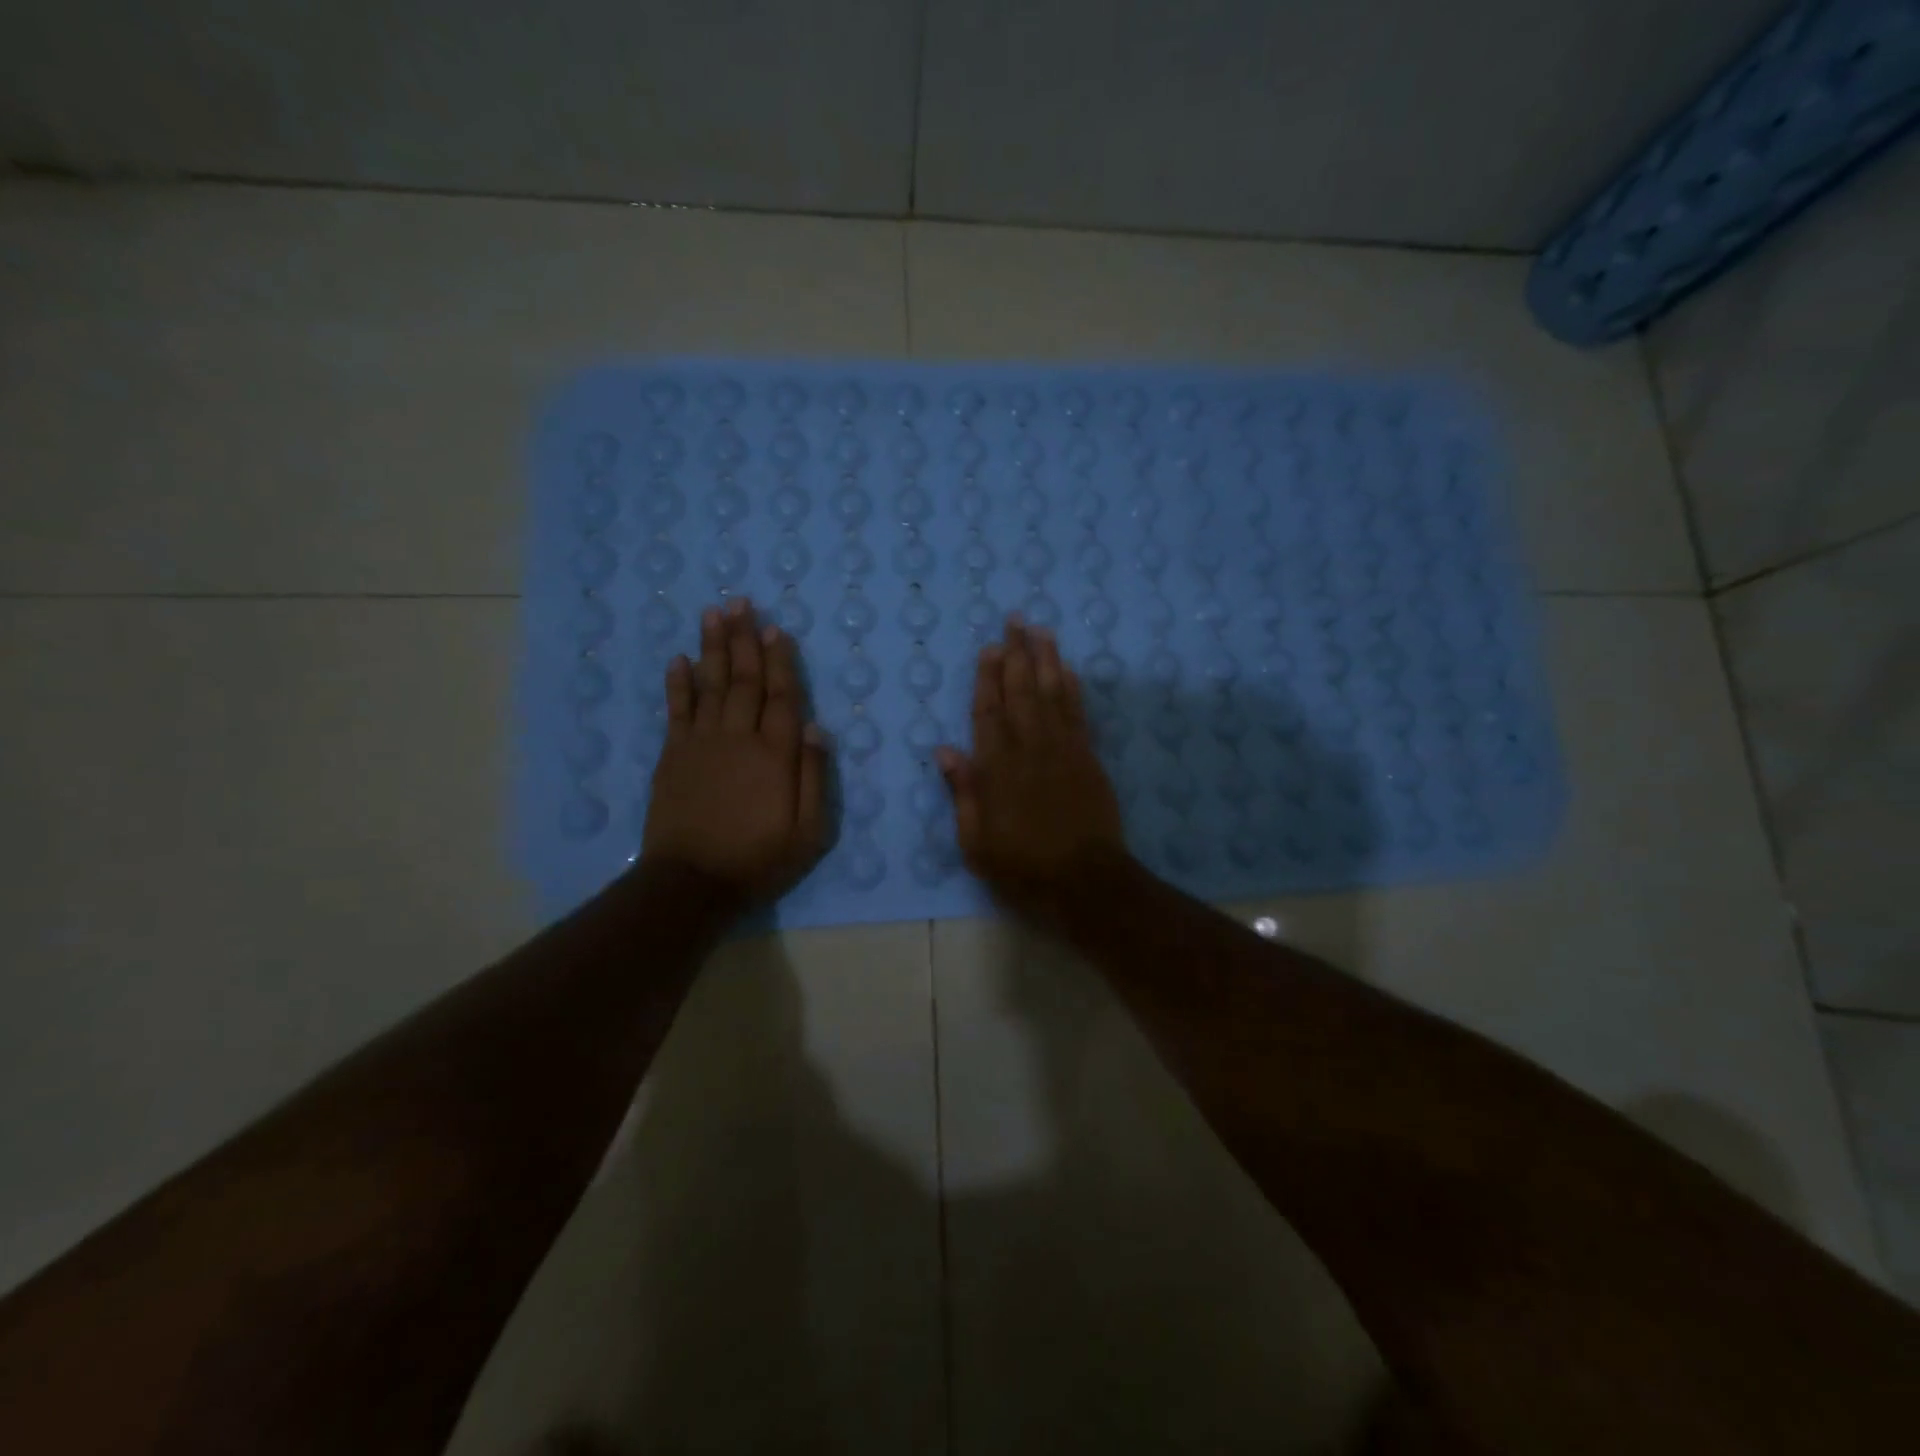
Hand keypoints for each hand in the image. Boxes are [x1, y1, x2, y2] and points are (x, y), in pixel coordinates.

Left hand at [642, 598, 830, 904]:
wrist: (692, 883)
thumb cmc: (759, 859)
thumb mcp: (809, 831)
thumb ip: (815, 777)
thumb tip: (816, 728)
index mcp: (776, 754)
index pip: (782, 696)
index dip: (780, 661)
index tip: (776, 628)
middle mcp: (739, 737)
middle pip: (744, 679)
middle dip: (744, 639)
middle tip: (741, 602)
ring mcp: (701, 743)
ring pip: (710, 684)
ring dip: (713, 647)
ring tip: (714, 613)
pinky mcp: (673, 756)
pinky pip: (677, 710)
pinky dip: (678, 683)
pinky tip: (679, 659)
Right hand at [936, 618, 1127, 919]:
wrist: (1086, 882)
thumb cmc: (1023, 867)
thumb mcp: (977, 843)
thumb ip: (964, 794)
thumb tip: (945, 751)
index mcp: (998, 770)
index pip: (989, 713)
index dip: (987, 678)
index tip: (988, 648)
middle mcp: (1030, 749)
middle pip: (1022, 692)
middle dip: (1017, 654)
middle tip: (1015, 620)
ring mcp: (1064, 750)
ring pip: (1053, 694)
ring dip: (1047, 659)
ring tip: (1041, 630)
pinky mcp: (1088, 758)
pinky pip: (1079, 714)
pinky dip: (1073, 688)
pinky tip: (1068, 669)